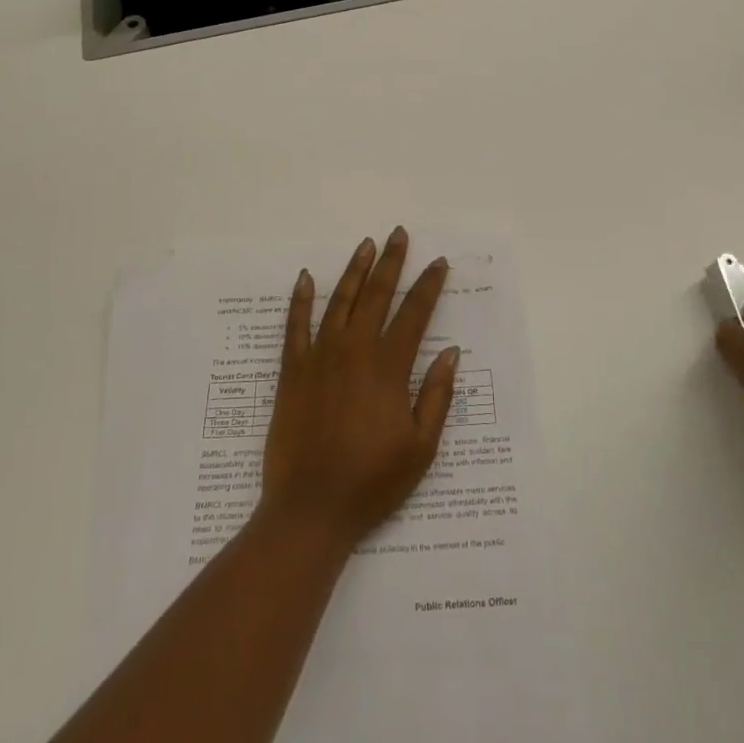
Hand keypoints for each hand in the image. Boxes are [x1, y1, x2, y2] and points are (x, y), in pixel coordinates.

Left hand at [259, 228, 460, 548]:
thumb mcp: (421, 447)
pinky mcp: (292, 371)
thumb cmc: (372, 481)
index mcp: (388, 367)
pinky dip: (301, 300)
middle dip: (392, 262)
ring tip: (366, 245)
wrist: (310, 508)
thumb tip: (451, 352)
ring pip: (340, 302)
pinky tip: (306, 278)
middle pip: (377, 295)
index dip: (429, 286)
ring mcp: (319, 357)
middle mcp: (354, 351)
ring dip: (355, 271)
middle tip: (399, 234)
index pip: (414, 314)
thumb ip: (436, 395)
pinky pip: (295, 326)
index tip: (439, 262)